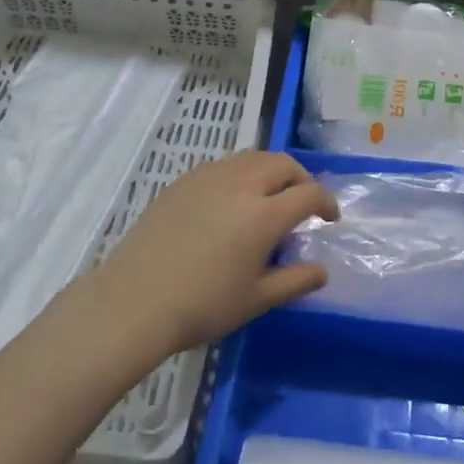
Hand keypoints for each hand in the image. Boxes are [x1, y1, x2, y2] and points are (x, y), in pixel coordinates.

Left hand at [79, 150, 337, 358]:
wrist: (134, 302)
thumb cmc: (202, 306)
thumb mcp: (257, 300)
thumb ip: (295, 281)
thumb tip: (321, 271)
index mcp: (264, 215)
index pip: (308, 194)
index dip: (326, 203)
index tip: (329, 218)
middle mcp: (240, 185)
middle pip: (283, 164)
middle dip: (301, 178)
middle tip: (303, 202)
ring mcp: (208, 178)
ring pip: (252, 157)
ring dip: (272, 170)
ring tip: (270, 195)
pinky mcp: (183, 181)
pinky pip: (224, 165)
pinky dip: (242, 173)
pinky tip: (233, 200)